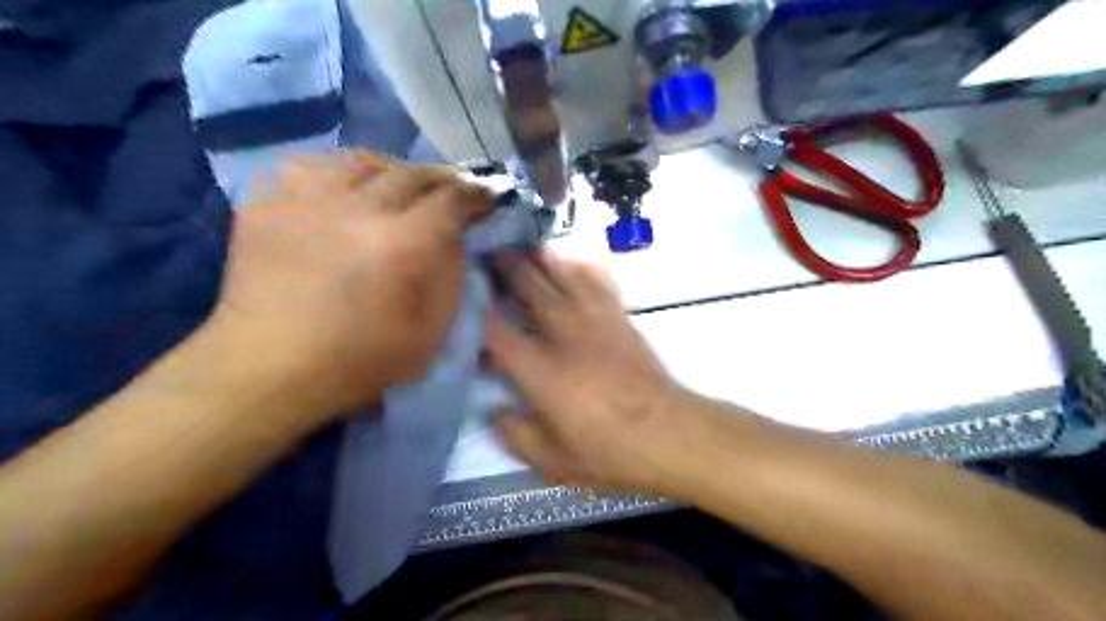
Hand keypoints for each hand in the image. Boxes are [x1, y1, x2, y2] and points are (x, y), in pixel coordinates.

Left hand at [207, 152, 492, 420]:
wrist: (269, 368)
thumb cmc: (360, 360)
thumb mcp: (430, 332)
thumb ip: (450, 277)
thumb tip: (453, 238)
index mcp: (402, 246)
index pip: (451, 200)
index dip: (476, 195)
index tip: (486, 197)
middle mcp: (358, 210)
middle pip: (411, 173)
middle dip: (441, 179)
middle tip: (451, 190)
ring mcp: (307, 201)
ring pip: (362, 160)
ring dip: (392, 169)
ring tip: (399, 185)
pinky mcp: (268, 204)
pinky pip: (311, 165)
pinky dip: (339, 171)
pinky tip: (346, 188)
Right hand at [487, 252, 692, 494]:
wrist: (668, 434)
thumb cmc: (609, 451)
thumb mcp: (554, 461)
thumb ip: (517, 435)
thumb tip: (495, 412)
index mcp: (541, 371)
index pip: (498, 332)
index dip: (476, 313)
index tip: (463, 298)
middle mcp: (565, 336)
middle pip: (532, 291)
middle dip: (509, 269)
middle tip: (491, 250)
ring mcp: (596, 323)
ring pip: (566, 279)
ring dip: (544, 260)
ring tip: (528, 246)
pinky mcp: (621, 321)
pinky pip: (600, 285)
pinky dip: (585, 270)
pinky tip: (577, 262)